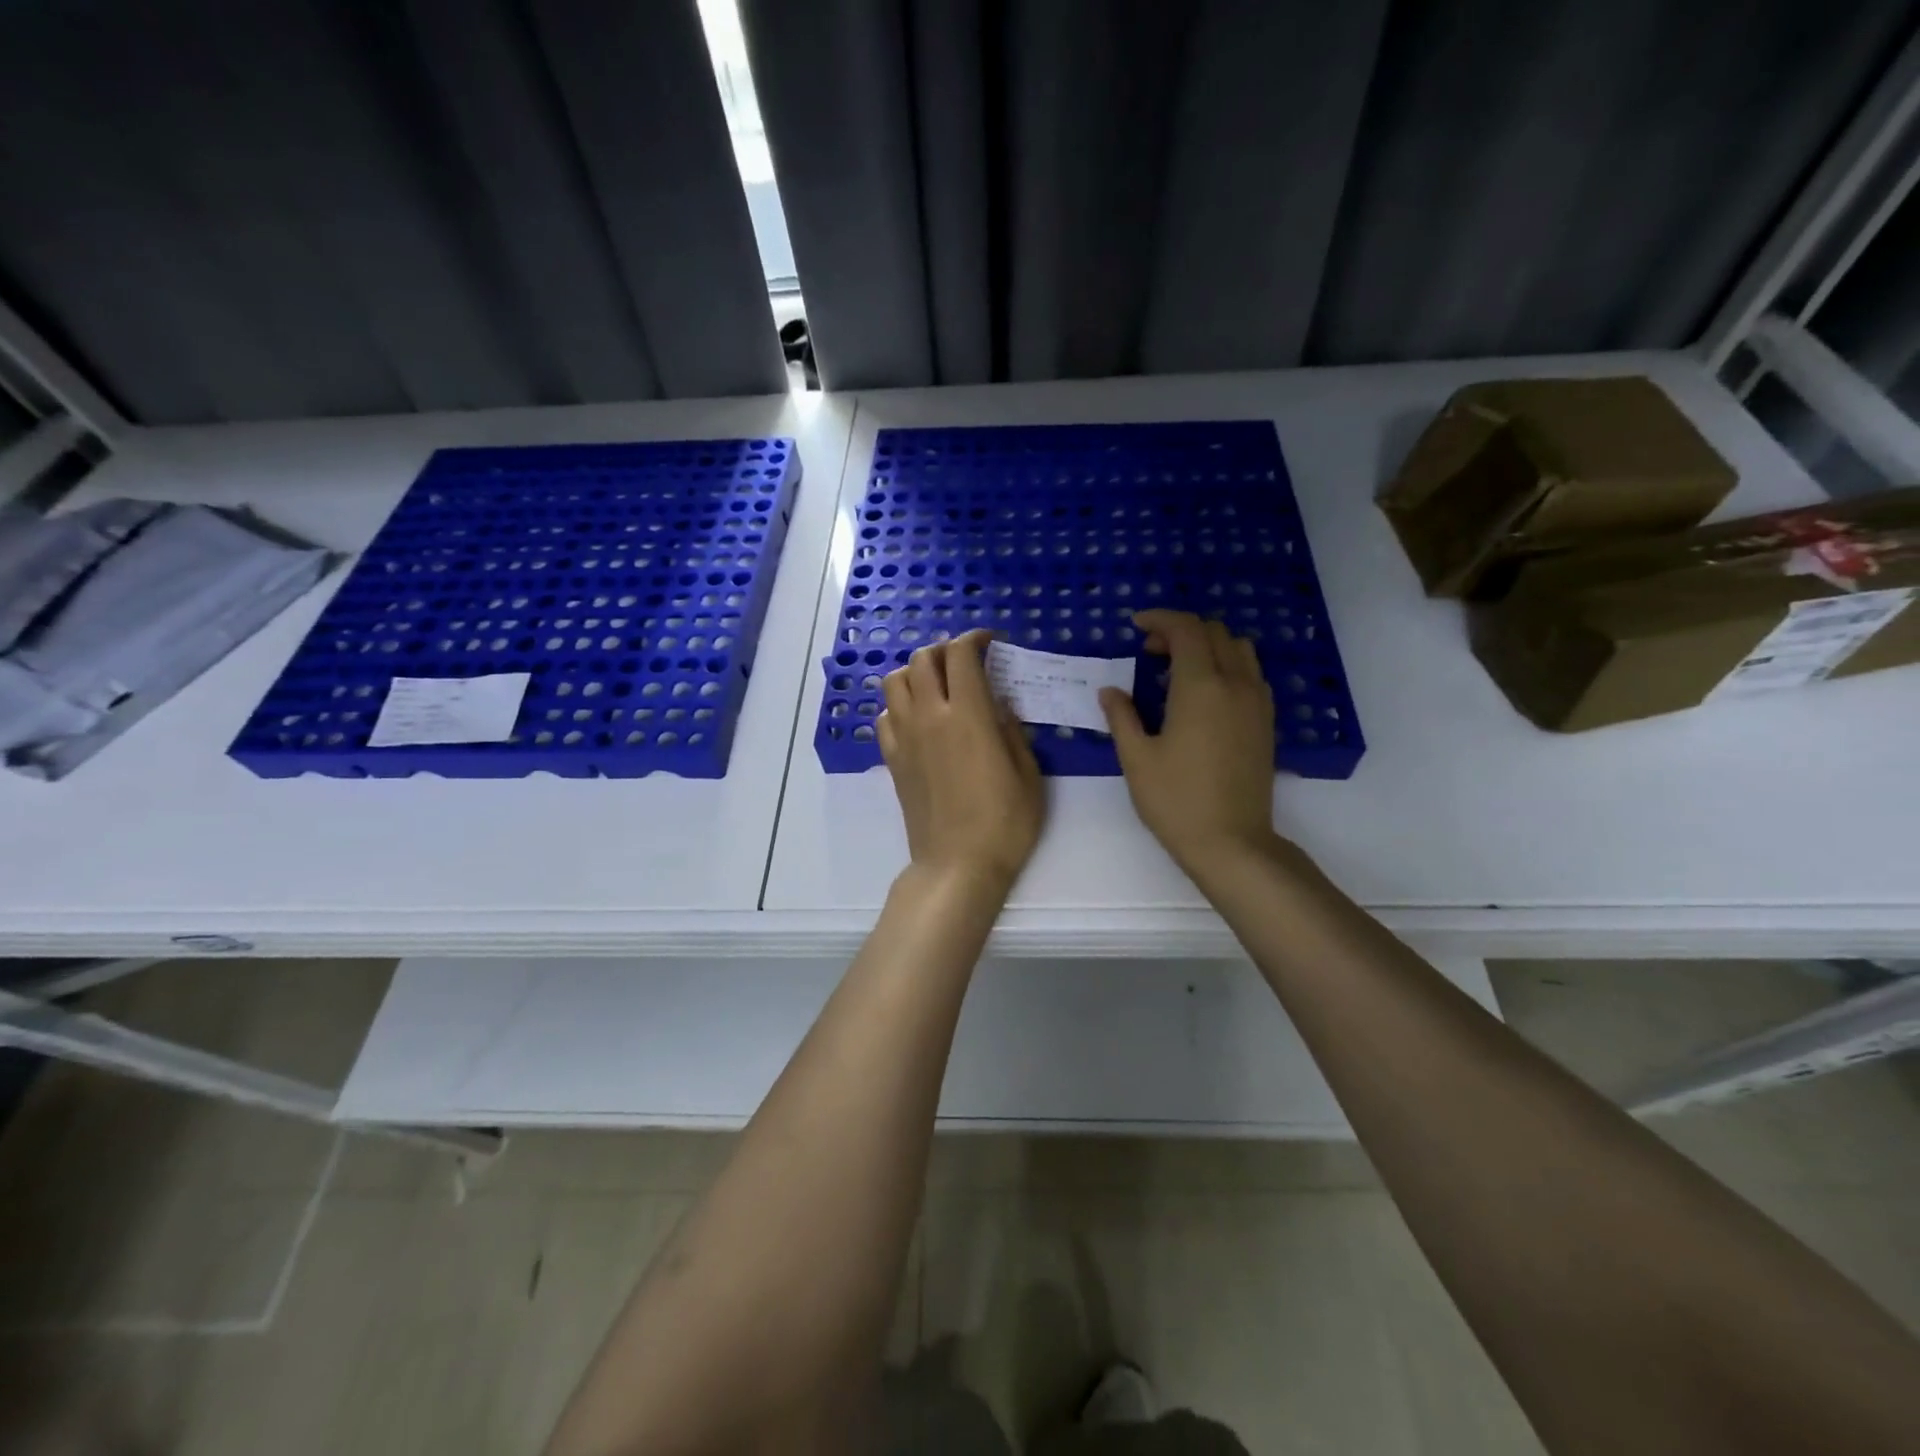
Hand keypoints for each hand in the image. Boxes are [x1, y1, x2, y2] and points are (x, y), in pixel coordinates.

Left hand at [879, 630, 1044, 890]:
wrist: (957, 865)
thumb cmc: (1004, 823)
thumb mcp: (1028, 774)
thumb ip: (1012, 731)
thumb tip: (998, 705)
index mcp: (968, 715)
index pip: (960, 655)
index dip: (974, 638)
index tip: (989, 642)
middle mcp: (929, 717)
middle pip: (921, 660)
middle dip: (943, 649)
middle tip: (963, 660)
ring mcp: (905, 738)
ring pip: (893, 682)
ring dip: (914, 672)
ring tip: (935, 684)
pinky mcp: (892, 760)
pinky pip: (884, 717)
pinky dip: (898, 705)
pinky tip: (917, 719)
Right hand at [1100, 610, 1277, 877]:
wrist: (1232, 842)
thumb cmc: (1175, 801)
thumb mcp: (1136, 758)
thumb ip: (1121, 716)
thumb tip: (1110, 691)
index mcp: (1200, 687)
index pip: (1186, 629)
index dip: (1159, 619)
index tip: (1136, 627)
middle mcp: (1235, 684)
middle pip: (1214, 632)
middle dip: (1180, 630)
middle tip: (1150, 652)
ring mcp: (1257, 702)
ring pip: (1239, 648)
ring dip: (1207, 645)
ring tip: (1178, 669)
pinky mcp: (1266, 721)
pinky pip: (1251, 673)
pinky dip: (1227, 665)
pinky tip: (1205, 693)